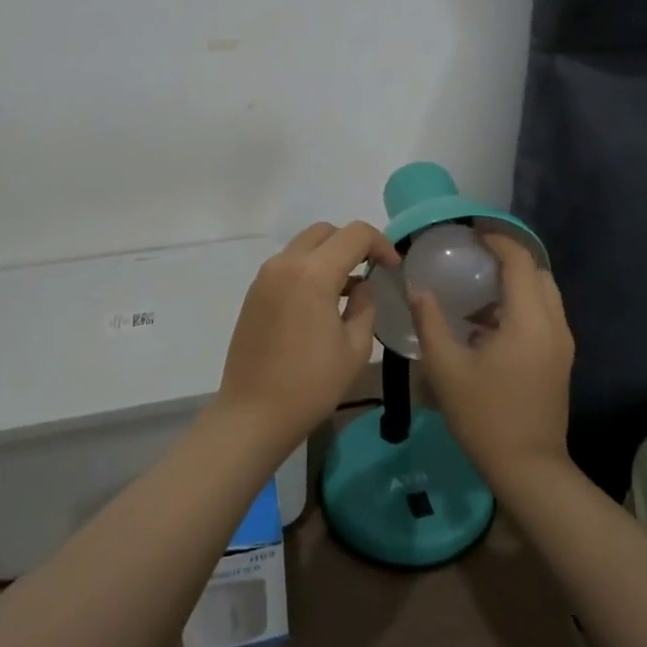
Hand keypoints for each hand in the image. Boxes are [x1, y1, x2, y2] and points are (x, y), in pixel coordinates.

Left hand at [215, 222, 400, 455]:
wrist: (253, 415)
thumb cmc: (311, 385)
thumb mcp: (355, 348)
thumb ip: (365, 306)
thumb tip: (362, 286)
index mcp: (313, 273)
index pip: (355, 234)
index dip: (381, 244)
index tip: (393, 267)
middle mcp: (285, 264)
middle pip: (326, 232)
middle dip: (353, 244)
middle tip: (371, 270)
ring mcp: (265, 277)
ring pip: (304, 245)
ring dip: (329, 256)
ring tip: (348, 290)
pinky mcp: (254, 293)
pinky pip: (288, 265)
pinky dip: (309, 270)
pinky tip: (321, 303)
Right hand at [413, 234, 574, 494]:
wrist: (529, 469)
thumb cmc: (485, 416)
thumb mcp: (446, 368)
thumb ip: (430, 321)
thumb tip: (417, 287)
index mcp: (529, 321)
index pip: (519, 262)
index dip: (497, 241)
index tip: (471, 233)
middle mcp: (553, 325)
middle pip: (538, 273)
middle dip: (509, 258)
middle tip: (473, 256)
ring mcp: (561, 344)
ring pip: (544, 295)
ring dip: (515, 283)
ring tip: (476, 288)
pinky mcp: (560, 360)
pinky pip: (543, 315)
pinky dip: (520, 305)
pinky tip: (486, 324)